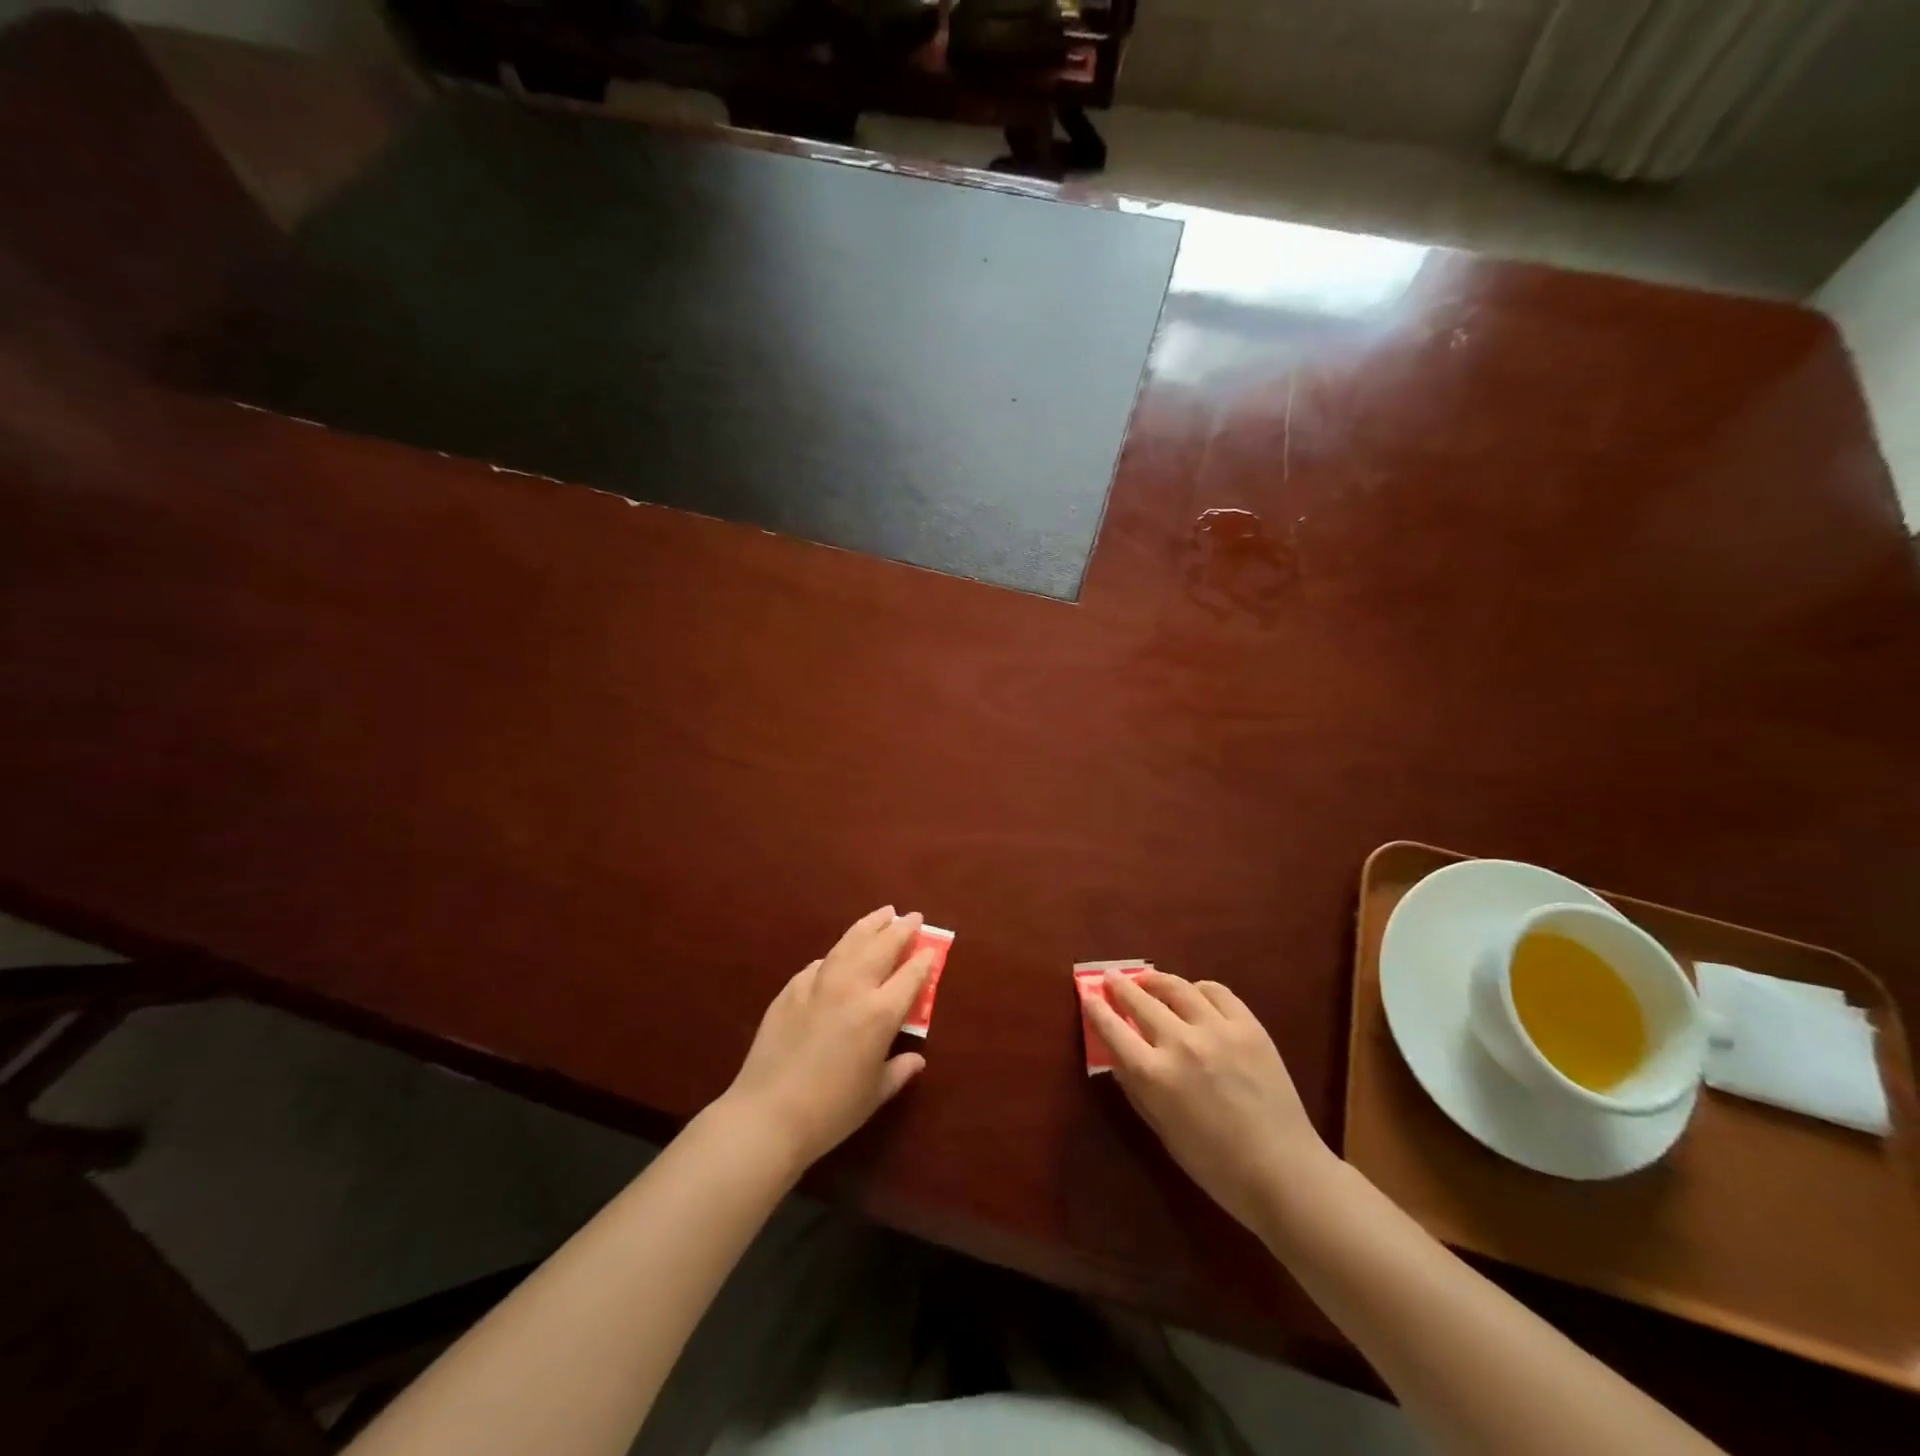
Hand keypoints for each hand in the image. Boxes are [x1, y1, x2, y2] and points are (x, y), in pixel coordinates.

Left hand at [722, 906, 932, 1171]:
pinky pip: (820, 964)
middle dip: (901, 929)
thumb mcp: (874, 1094)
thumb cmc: (830, 1111)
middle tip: (913, 916)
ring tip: (883, 913)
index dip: (925, 959)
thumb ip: (898, 1071)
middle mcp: (852, 988)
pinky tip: (839, 954)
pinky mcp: (791, 989)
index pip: (910, 975)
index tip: (932, 948)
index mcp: (880, 1014)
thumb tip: (916, 1059)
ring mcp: (818, 984)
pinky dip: (836, 954)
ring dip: (870, 925)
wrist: (768, 1114)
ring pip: (850, 943)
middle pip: (882, 947)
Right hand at [1083, 969, 1335, 1236]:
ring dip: (1155, 979)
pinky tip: (1194, 993)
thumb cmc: (1215, 1165)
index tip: (1087, 995)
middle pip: (1140, 1001)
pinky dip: (1199, 988)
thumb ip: (1138, 1088)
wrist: (1284, 1172)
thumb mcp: (1163, 1130)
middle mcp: (1181, 1044)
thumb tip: (1119, 1055)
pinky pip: (1217, 992)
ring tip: (1147, 979)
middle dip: (1120, 987)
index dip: (1096, 1008)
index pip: (1112, 1030)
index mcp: (1155, 1076)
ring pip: (1177, 987)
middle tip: (1111, 978)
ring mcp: (1217, 1030)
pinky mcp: (1249, 1026)